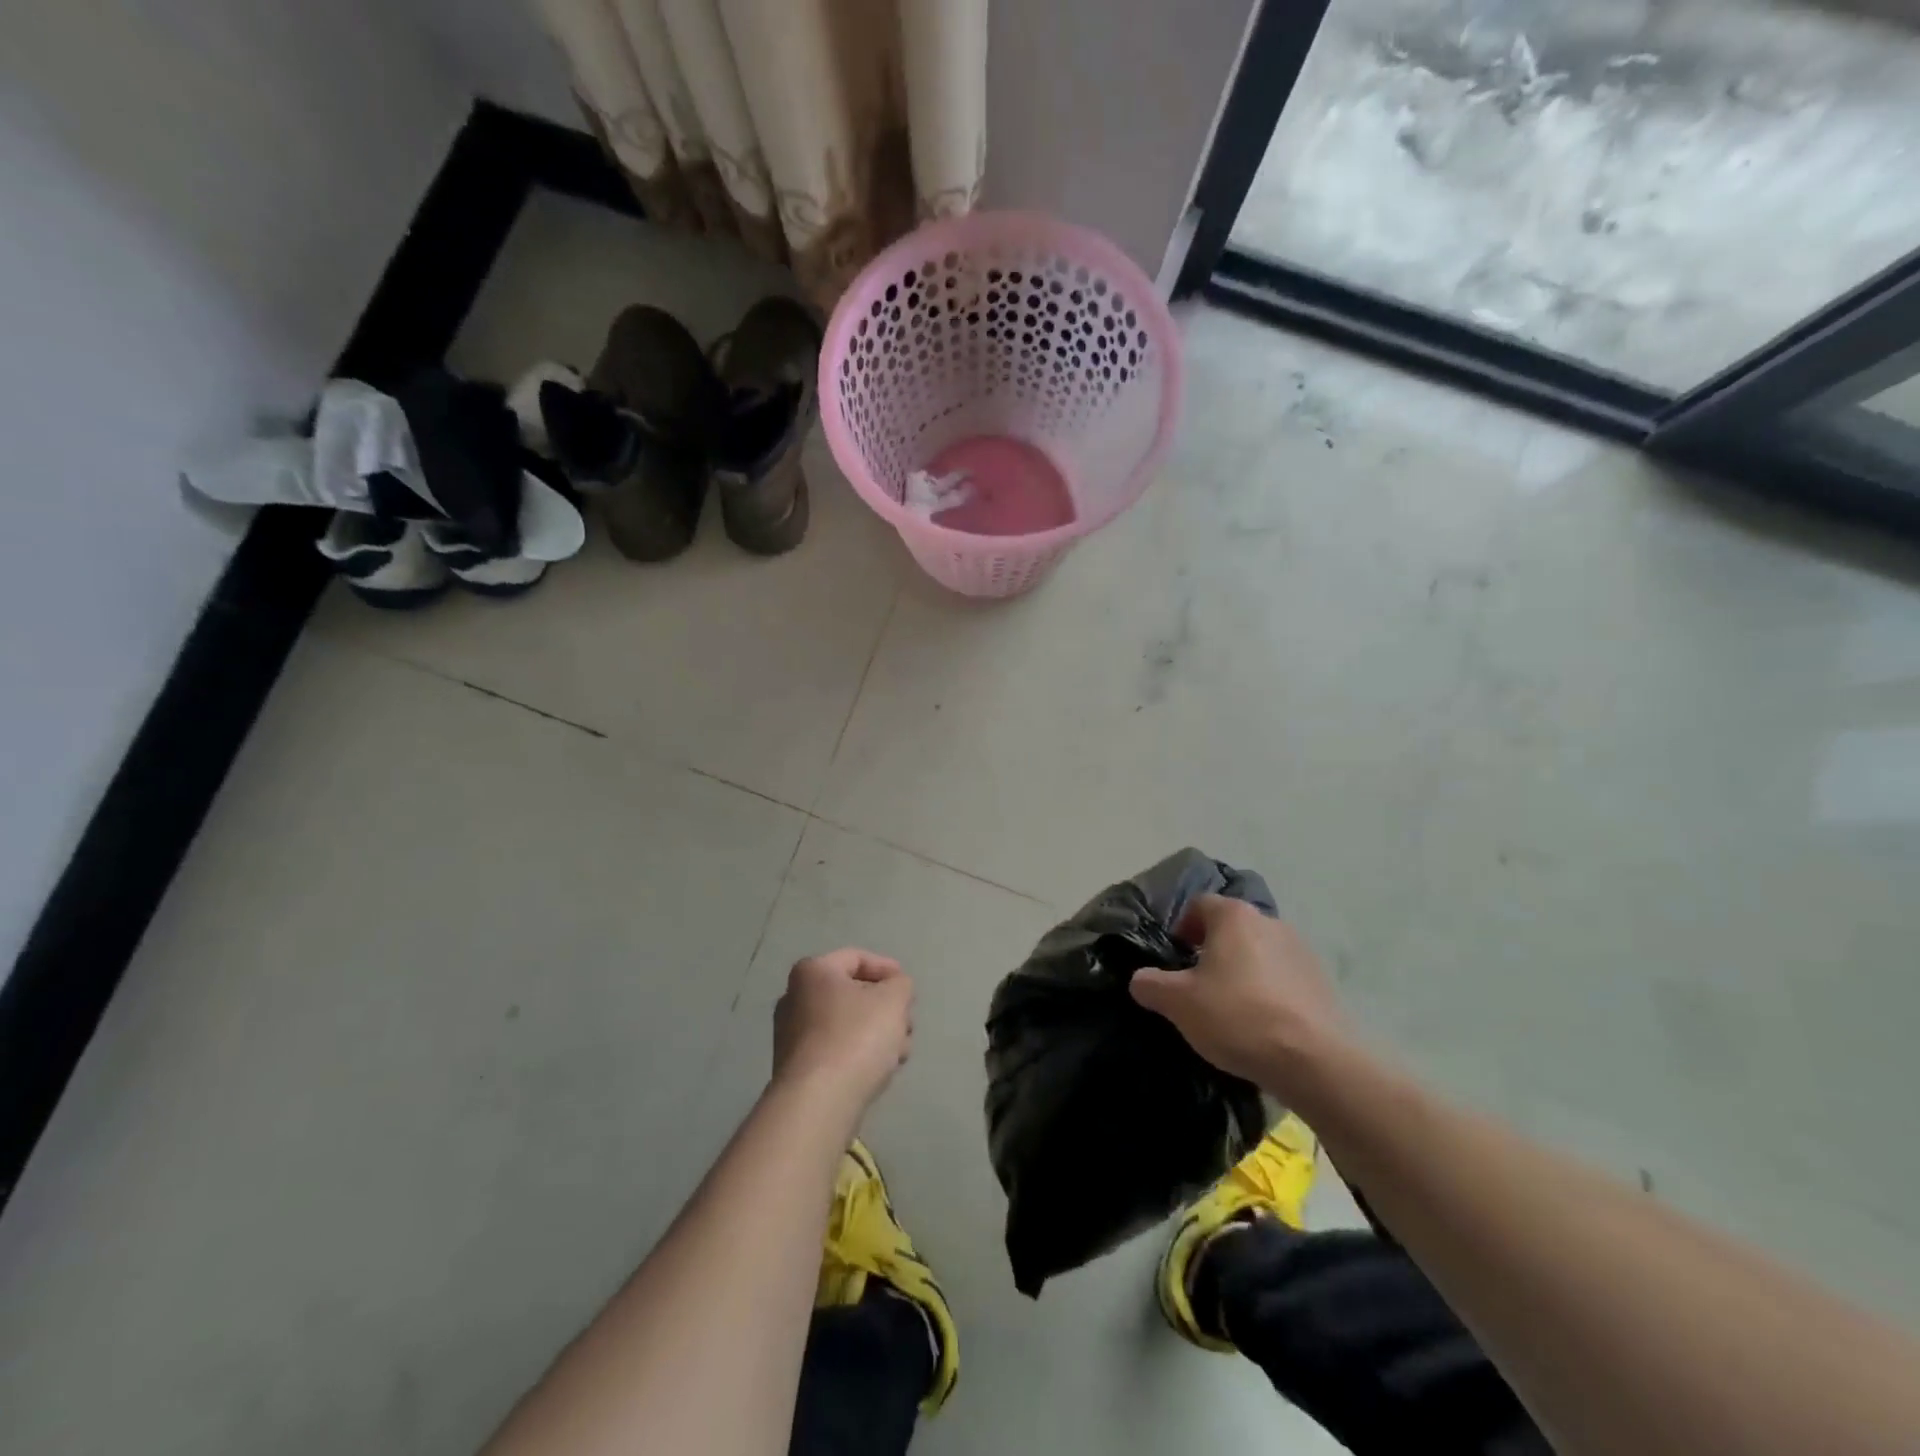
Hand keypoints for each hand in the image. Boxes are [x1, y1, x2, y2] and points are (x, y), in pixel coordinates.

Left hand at [772, 949, 913, 1112]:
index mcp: (813, 972)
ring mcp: (791, 1036)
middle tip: (907, 1022)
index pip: (856, 958)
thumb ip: (901, 985)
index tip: (908, 988)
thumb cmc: (856, 1037)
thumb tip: (894, 988)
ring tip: (901, 1052)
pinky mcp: (796, 1070)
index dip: (887, 968)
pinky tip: (881, 1070)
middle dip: (885, 1007)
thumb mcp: (894, 999)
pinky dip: (858, 1054)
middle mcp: (794, 998)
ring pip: (846, 1024)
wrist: (818, 1103)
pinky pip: (835, 1050)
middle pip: (852, 993)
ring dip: (877, 1033)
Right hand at [1129, 896, 1346, 1097]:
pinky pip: (1283, 978)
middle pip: (1231, 928)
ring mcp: (1302, 951)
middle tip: (1197, 986)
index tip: (1175, 959)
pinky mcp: (1322, 983)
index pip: (1199, 905)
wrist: (1316, 1062)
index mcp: (1235, 917)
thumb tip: (1140, 979)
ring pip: (1258, 953)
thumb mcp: (1178, 1003)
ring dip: (1241, 971)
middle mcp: (1270, 922)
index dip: (1181, 928)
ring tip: (1230, 1009)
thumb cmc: (1238, 1017)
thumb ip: (1151, 985)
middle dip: (1211, 951)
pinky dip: (1268, 992)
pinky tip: (1261, 1025)